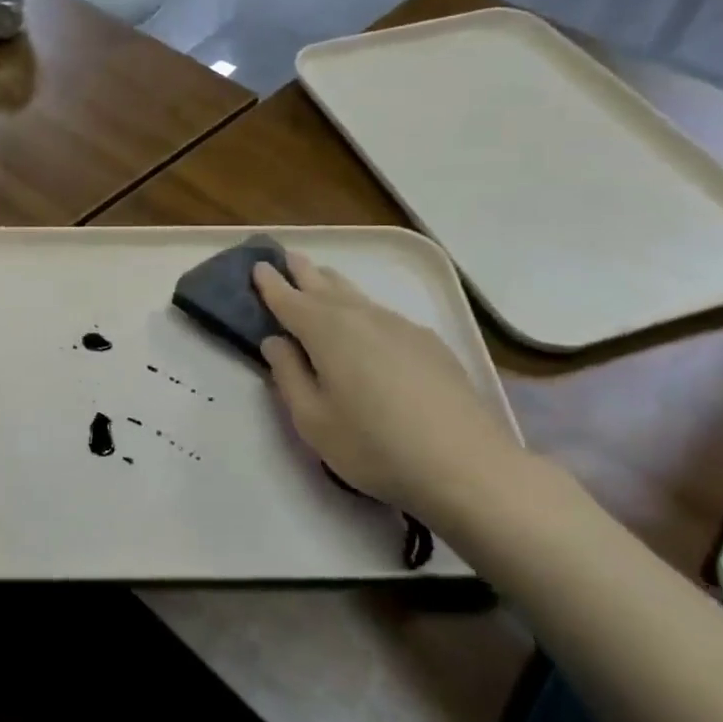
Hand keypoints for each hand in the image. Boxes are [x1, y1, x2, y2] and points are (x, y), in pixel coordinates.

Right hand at [253, 251, 526, 526]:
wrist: (464, 465)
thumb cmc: (373, 446)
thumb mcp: (313, 420)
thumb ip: (289, 376)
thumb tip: (275, 342)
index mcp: (328, 333)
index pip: (291, 301)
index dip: (271, 285)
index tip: (258, 265)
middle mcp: (364, 319)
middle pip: (326, 288)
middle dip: (304, 273)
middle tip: (287, 256)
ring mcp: (401, 328)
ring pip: (358, 297)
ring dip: (334, 285)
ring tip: (321, 277)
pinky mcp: (429, 344)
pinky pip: (382, 313)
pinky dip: (363, 307)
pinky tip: (365, 319)